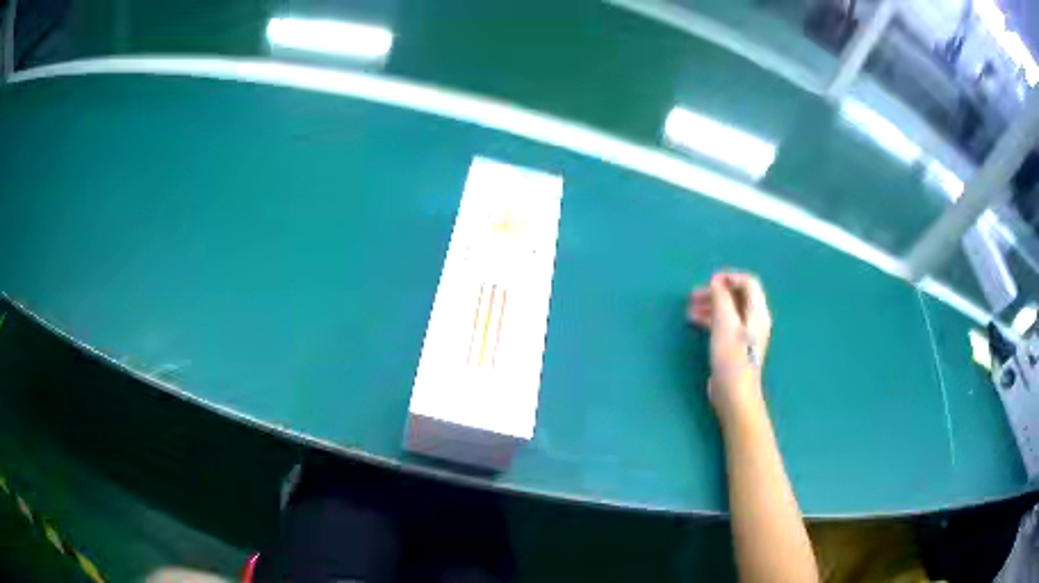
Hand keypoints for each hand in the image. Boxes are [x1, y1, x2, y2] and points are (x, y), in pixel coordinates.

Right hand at [687, 272, 771, 424]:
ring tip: (689, 308)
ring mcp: (745, 334)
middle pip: (737, 296)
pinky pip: (723, 324)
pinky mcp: (735, 346)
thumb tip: (716, 281)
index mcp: (757, 312)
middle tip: (693, 295)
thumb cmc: (731, 356)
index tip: (709, 281)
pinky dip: (710, 319)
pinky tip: (694, 321)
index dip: (729, 277)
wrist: (734, 393)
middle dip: (715, 291)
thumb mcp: (724, 323)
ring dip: (710, 305)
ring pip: (728, 310)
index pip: (748, 282)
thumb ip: (721, 298)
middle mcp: (754, 320)